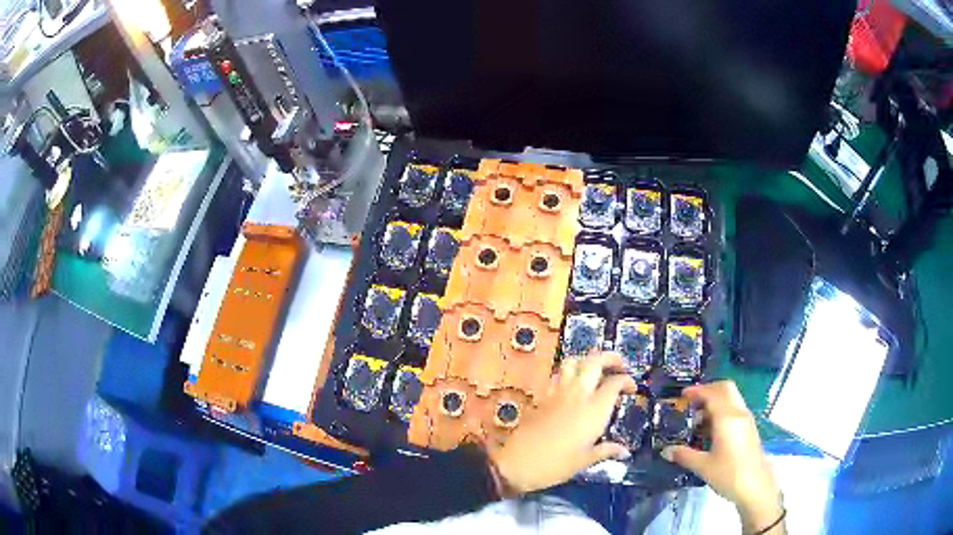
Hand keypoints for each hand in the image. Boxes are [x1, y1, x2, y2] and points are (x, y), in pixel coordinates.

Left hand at [487, 352, 636, 494]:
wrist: (517, 464)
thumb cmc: (555, 465)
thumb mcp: (585, 461)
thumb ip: (606, 451)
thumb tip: (624, 452)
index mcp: (594, 410)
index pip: (615, 383)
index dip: (627, 381)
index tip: (632, 389)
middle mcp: (578, 395)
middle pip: (595, 361)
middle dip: (611, 358)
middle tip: (620, 366)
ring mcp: (559, 393)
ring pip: (575, 362)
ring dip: (588, 360)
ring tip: (597, 370)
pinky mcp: (544, 397)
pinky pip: (560, 375)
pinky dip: (571, 372)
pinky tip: (575, 385)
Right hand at [661, 381, 783, 532]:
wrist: (756, 486)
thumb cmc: (729, 474)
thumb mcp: (703, 466)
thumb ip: (684, 455)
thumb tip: (666, 450)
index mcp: (727, 418)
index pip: (712, 393)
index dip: (697, 391)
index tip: (682, 395)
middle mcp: (738, 413)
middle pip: (725, 389)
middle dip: (708, 390)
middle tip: (691, 403)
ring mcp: (746, 420)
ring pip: (731, 398)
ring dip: (714, 402)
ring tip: (697, 421)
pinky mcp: (748, 428)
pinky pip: (734, 409)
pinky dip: (721, 411)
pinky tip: (710, 432)